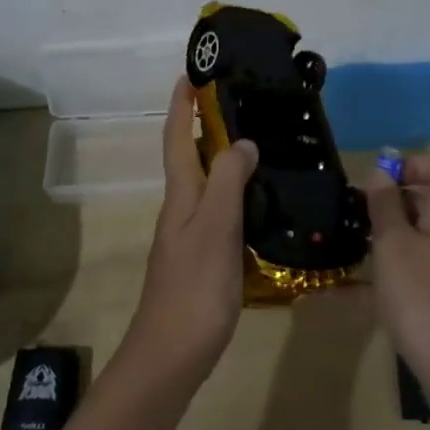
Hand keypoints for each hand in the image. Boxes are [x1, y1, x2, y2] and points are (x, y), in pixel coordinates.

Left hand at [122, 79, 258, 386]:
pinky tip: (259, 202)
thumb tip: (241, 142)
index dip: (180, 106)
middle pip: (188, 157)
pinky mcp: (202, 259)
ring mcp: (189, 236)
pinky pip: (218, 211)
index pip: (175, 138)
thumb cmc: (194, 287)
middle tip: (238, 104)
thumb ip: (227, 181)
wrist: (171, 355)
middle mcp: (180, 209)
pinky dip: (234, 194)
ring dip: (221, 159)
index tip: (189, 74)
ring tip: (256, 144)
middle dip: (203, 126)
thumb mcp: (215, 228)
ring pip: (204, 185)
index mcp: (180, 196)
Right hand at [364, 150, 429, 423]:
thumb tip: (381, 170)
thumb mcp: (395, 246)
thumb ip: (385, 206)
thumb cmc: (425, 300)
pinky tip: (346, 291)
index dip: (412, 163)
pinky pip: (410, 268)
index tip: (378, 183)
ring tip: (347, 245)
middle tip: (353, 213)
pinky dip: (383, 271)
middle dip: (388, 199)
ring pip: (415, 233)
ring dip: (382, 234)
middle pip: (427, 197)